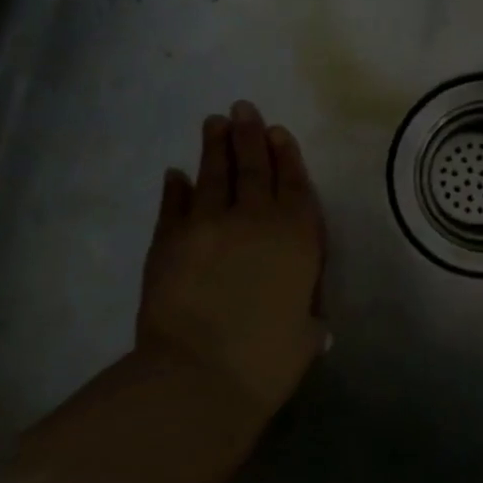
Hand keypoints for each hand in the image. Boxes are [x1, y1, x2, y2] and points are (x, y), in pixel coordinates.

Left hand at [135, 101, 326, 415]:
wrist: (200, 374)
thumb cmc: (268, 360)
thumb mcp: (307, 336)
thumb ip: (309, 318)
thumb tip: (312, 322)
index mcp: (298, 239)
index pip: (294, 186)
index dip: (286, 157)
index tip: (277, 131)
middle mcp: (256, 220)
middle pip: (254, 169)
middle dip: (250, 136)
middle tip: (243, 107)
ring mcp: (209, 225)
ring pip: (214, 175)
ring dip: (215, 147)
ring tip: (215, 122)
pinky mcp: (170, 240)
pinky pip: (174, 205)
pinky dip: (176, 188)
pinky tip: (176, 174)